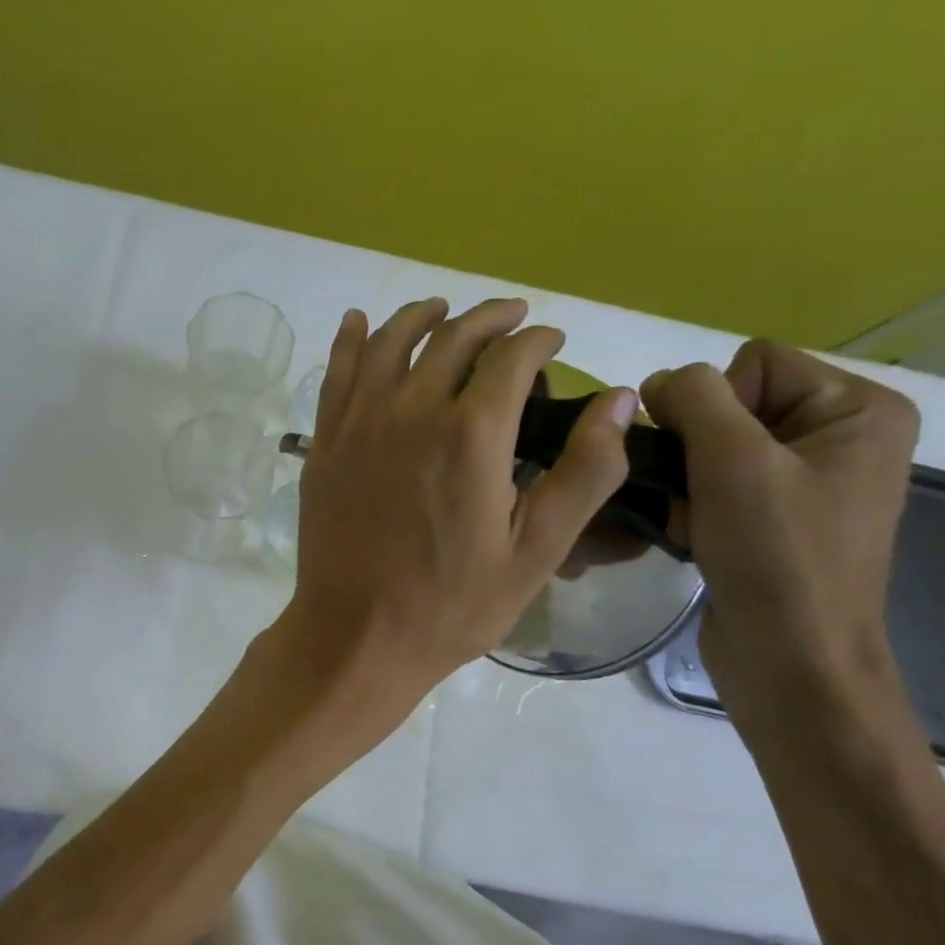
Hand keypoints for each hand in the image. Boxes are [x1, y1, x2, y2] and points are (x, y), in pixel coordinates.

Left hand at [282, 297, 638, 697]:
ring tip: (443, 310)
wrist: (357, 635)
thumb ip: (585, 472)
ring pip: (390, 342)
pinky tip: (360, 321)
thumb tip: (619, 399)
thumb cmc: (452, 603)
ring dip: (422, 317)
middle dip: (490, 319)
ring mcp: (359, 422)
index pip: (512, 357)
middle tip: (512, 319)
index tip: (553, 342)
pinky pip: (337, 373)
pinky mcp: (325, 442)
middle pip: (453, 338)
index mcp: (472, 433)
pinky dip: (352, 339)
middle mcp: (411, 410)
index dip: (538, 341)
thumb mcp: (536, 550)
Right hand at [641, 341, 918, 721]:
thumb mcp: (734, 462)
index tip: (711, 461)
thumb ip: (693, 399)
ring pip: (713, 447)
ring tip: (694, 521)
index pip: (755, 362)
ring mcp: (807, 481)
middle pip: (732, 403)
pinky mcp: (775, 519)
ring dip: (687, 481)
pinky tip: (693, 536)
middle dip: (697, 448)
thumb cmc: (777, 557)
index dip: (714, 405)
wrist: (790, 662)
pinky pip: (716, 484)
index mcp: (859, 409)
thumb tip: (657, 384)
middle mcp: (840, 436)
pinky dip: (693, 506)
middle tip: (698, 496)